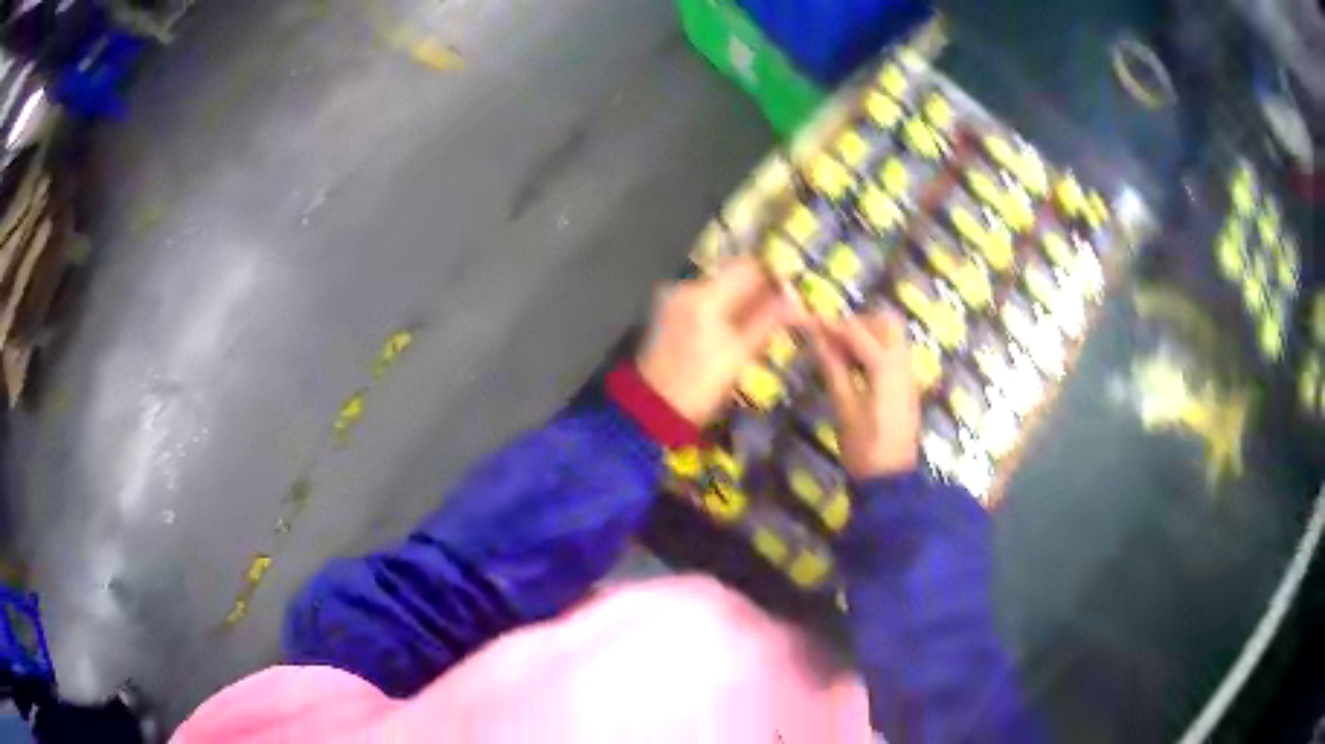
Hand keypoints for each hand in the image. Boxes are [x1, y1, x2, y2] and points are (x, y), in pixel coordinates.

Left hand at [637, 256, 802, 424]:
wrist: (654, 407)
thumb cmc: (701, 388)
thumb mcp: (740, 354)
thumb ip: (768, 320)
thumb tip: (797, 301)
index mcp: (706, 298)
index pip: (749, 267)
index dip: (774, 275)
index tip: (792, 290)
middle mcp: (688, 287)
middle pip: (734, 270)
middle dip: (760, 283)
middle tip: (783, 304)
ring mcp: (676, 296)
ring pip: (721, 282)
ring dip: (744, 292)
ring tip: (764, 315)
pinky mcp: (671, 307)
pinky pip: (707, 294)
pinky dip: (725, 302)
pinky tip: (736, 322)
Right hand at [810, 312, 920, 478]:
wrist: (891, 479)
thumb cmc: (864, 446)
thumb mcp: (844, 407)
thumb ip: (833, 367)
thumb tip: (816, 337)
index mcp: (886, 367)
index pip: (856, 331)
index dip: (831, 324)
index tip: (808, 321)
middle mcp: (902, 362)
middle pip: (884, 323)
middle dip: (857, 323)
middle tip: (831, 338)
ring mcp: (908, 374)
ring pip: (891, 336)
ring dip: (866, 335)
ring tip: (840, 353)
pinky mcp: (907, 386)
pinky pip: (893, 353)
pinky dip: (874, 350)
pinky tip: (854, 368)